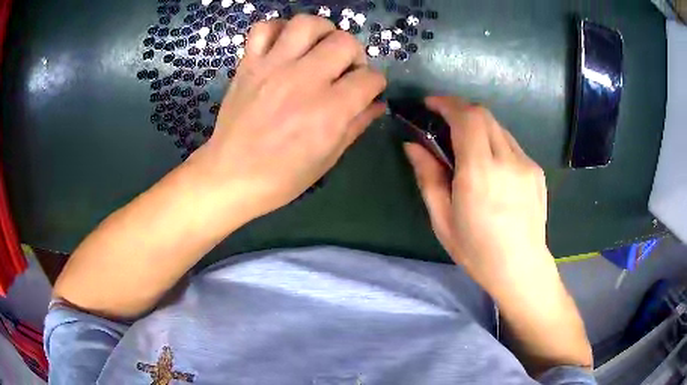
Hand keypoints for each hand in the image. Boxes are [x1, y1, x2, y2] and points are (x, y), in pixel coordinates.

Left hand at [194, 16, 386, 217]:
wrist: (231, 176)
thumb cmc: (283, 176)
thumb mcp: (328, 158)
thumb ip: (357, 125)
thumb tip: (378, 103)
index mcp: (329, 111)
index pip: (370, 78)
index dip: (375, 83)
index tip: (366, 90)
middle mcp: (304, 81)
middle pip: (344, 42)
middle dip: (355, 54)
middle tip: (344, 69)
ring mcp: (273, 68)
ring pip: (307, 24)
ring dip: (322, 31)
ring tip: (318, 48)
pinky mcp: (249, 65)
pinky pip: (263, 28)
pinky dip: (277, 29)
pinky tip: (283, 45)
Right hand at [404, 96, 552, 297]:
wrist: (521, 269)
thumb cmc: (477, 251)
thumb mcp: (443, 220)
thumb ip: (428, 177)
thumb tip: (413, 146)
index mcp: (480, 173)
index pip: (467, 118)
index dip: (447, 103)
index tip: (430, 104)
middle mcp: (507, 160)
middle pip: (484, 114)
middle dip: (460, 110)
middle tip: (443, 121)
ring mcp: (526, 164)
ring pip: (498, 127)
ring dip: (478, 126)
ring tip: (465, 145)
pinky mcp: (536, 170)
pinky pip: (511, 144)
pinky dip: (494, 141)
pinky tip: (490, 165)